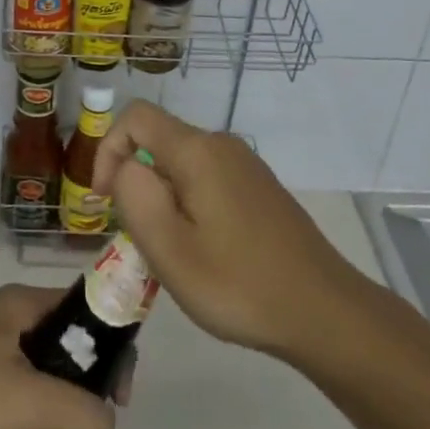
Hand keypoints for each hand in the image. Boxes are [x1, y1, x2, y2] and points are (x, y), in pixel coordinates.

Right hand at [90, 102, 371, 362]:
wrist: (324, 311)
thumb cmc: (239, 284)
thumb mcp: (170, 249)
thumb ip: (134, 195)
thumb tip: (125, 165)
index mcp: (197, 150)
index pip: (135, 117)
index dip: (107, 150)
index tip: (105, 202)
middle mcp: (222, 144)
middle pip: (158, 141)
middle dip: (137, 183)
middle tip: (142, 240)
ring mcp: (245, 165)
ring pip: (182, 164)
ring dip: (163, 199)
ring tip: (174, 253)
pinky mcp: (259, 187)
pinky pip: (207, 179)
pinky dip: (189, 205)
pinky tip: (206, 252)